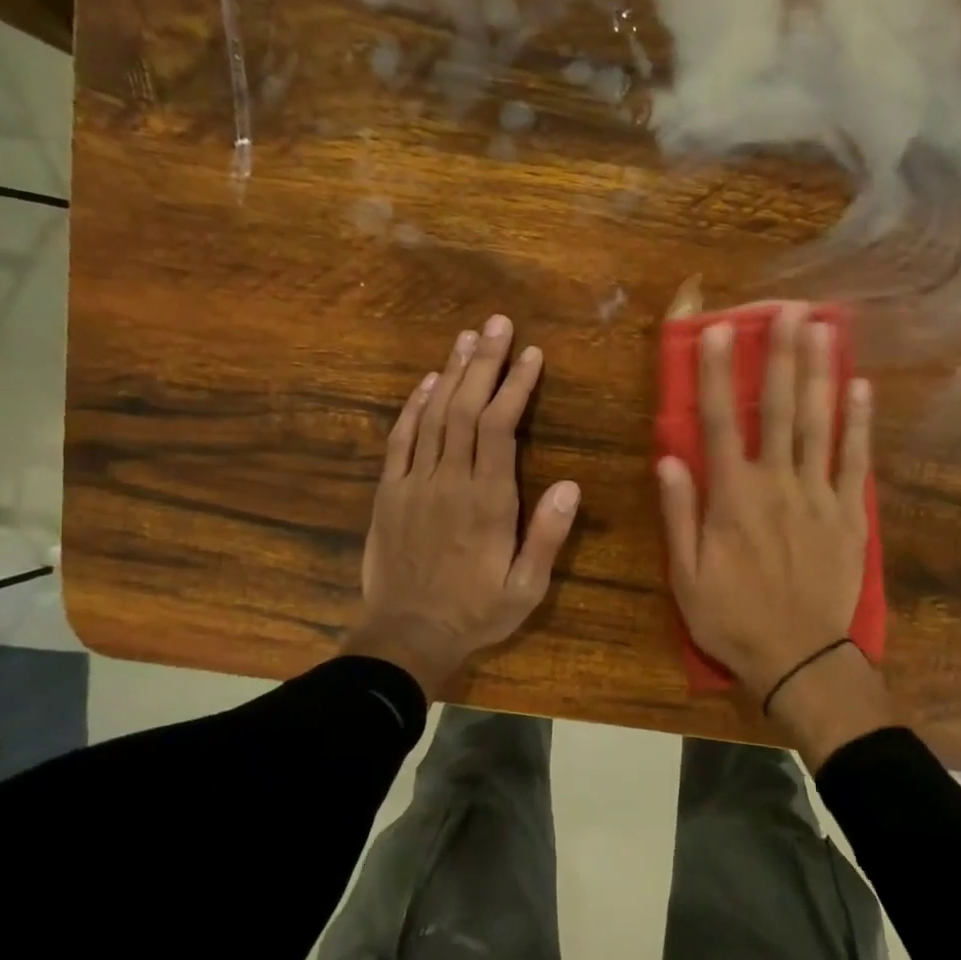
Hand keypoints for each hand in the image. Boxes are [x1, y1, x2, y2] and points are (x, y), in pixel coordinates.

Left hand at [344, 316, 579, 698]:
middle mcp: (450, 480)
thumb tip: (570, 485)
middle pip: (466, 408)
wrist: (406, 636)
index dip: (515, 386)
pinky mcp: (390, 492)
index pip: (501, 428)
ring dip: (452, 373)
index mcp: (488, 501)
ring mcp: (415, 483)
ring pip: (434, 415)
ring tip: (467, 338)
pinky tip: (427, 383)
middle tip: (497, 324)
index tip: (530, 354)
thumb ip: (547, 537)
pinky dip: (414, 407)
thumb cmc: (475, 613)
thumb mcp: (526, 588)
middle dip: (484, 362)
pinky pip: (400, 439)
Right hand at [657, 305, 876, 705]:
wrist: (798, 658)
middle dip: (781, 356)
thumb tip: (669, 457)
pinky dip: (859, 423)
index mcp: (733, 497)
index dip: (717, 374)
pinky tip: (860, 387)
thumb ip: (679, 514)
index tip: (719, 331)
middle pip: (779, 410)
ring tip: (824, 329)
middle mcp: (777, 484)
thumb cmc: (732, 617)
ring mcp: (819, 496)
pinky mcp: (849, 514)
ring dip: (820, 373)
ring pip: (820, 424)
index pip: (719, 422)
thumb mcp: (686, 575)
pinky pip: (856, 461)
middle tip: (789, 309)